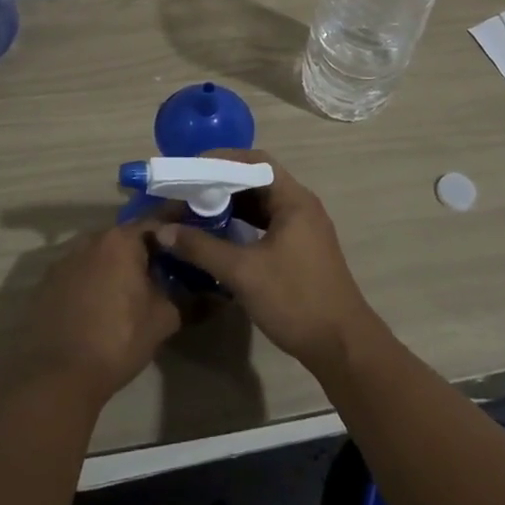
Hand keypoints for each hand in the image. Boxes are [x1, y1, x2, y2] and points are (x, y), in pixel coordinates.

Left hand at [20, 220, 180, 403]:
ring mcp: (63, 261)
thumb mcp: (163, 320)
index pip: (156, 223)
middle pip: (125, 238)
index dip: (174, 233)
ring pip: (99, 255)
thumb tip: (208, 294)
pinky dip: (92, 282)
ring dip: (115, 266)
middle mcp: (90, 240)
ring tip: (130, 290)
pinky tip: (99, 306)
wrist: (56, 377)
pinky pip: (78, 274)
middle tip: (162, 270)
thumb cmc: (117, 340)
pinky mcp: (45, 284)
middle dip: (143, 251)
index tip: (188, 240)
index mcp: (121, 240)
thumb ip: (186, 299)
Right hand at [155, 151, 379, 373]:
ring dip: (231, 205)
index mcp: (293, 199)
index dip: (222, 160)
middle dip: (222, 183)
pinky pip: (267, 224)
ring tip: (196, 210)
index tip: (191, 170)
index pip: (255, 162)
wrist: (341, 345)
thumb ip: (202, 248)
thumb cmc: (294, 299)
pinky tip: (219, 235)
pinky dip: (243, 224)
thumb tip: (164, 230)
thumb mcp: (243, 272)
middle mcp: (301, 205)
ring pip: (261, 204)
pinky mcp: (300, 249)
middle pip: (257, 181)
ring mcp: (303, 228)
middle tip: (187, 191)